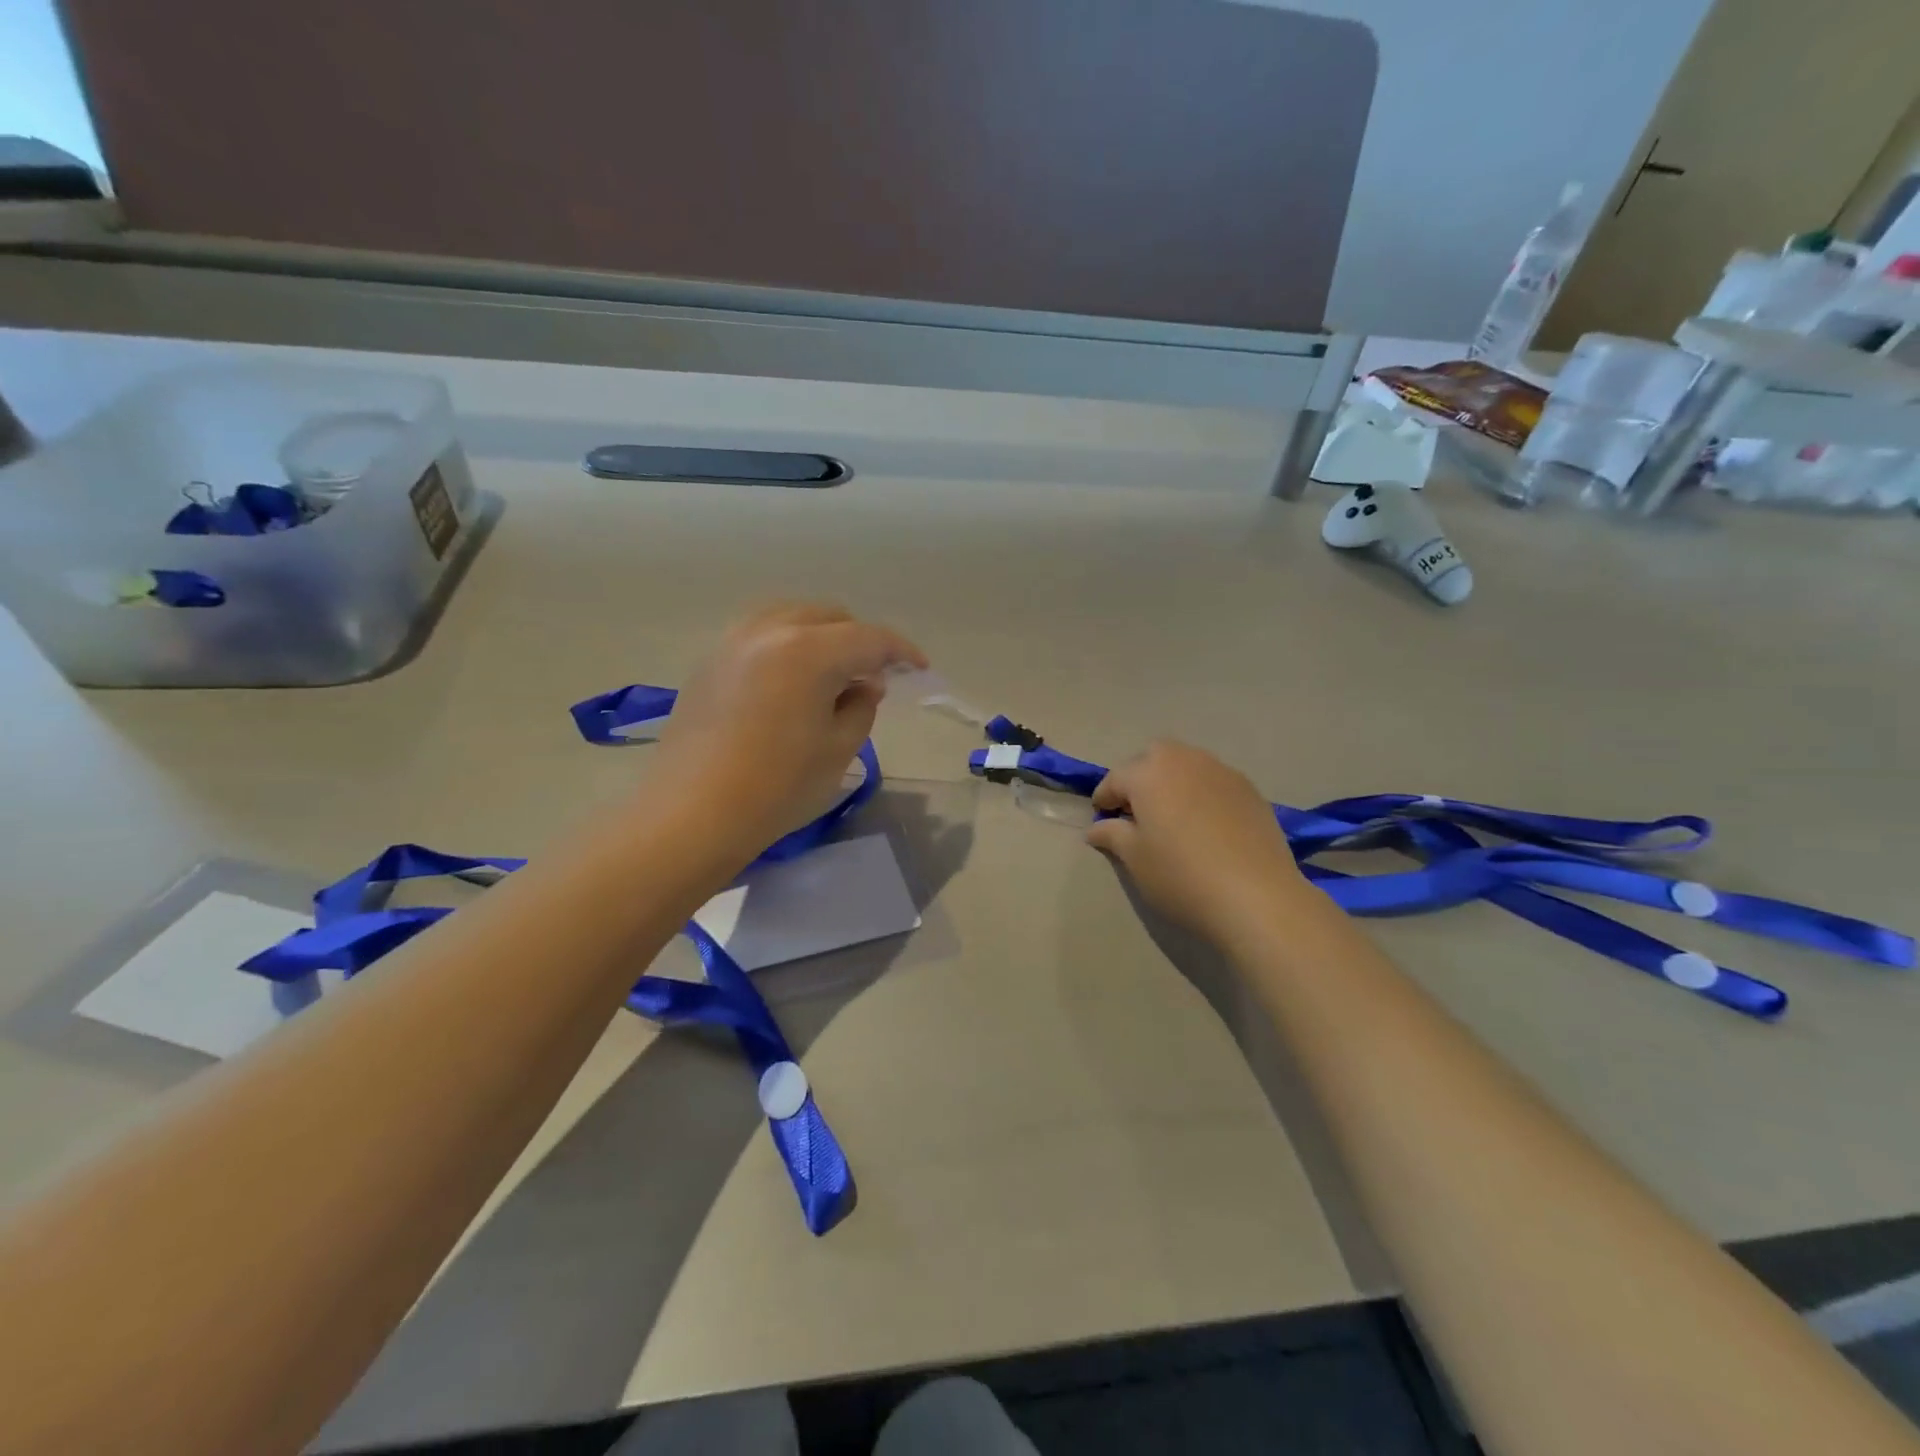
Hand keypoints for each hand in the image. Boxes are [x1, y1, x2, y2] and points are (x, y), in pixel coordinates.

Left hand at [650, 602, 926, 861]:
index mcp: (809, 650)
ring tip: (832, 675)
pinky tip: (791, 681)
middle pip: (830, 617)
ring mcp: (733, 641)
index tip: (919, 668)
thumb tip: (863, 684)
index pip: (869, 638)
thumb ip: (861, 706)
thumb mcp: (838, 749)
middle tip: (873, 677)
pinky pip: (761, 635)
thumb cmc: (777, 787)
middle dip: (859, 641)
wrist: (692, 814)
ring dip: (822, 637)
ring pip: (792, 618)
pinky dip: (788, 646)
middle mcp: (770, 630)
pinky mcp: (710, 661)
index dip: (901, 652)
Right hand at [1086, 740, 1310, 943]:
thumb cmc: (1181, 876)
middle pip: (1153, 758)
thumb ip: (1112, 835)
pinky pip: (1214, 782)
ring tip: (1171, 816)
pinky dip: (1201, 794)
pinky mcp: (1250, 790)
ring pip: (1187, 765)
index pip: (1115, 779)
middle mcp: (1184, 760)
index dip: (1104, 799)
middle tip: (1136, 812)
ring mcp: (1222, 772)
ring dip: (1172, 782)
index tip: (1101, 819)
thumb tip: (1098, 827)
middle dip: (1140, 778)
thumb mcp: (1135, 859)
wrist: (1256, 897)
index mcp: (1149, 773)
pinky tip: (1205, 825)